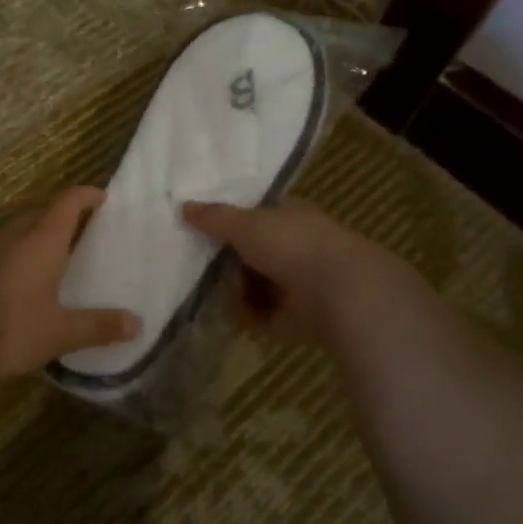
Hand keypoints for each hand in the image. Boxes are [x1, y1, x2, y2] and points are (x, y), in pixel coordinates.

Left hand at [0, 186, 139, 380]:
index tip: (103, 198)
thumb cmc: (11, 328)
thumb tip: (137, 322)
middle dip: (65, 214)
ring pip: (23, 229)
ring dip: (42, 232)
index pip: (67, 203)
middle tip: (88, 229)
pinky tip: (33, 279)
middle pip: (43, 212)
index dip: (86, 195)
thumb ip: (98, 326)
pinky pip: (10, 249)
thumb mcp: (61, 332)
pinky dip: (26, 252)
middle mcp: (17, 238)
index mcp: (42, 241)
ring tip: (62, 251)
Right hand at [182, 198, 428, 348]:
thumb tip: (184, 206)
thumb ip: (213, 217)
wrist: (339, 293)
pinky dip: (247, 315)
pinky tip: (238, 312)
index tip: (204, 228)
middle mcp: (293, 246)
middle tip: (205, 263)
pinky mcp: (293, 317)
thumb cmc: (291, 243)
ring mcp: (294, 283)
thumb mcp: (244, 222)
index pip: (256, 213)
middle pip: (248, 252)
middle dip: (227, 260)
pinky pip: (258, 314)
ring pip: (250, 284)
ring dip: (235, 290)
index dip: (232, 220)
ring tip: (228, 291)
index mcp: (288, 215)